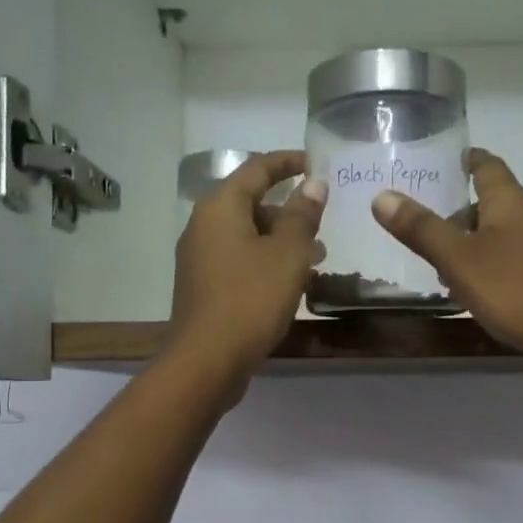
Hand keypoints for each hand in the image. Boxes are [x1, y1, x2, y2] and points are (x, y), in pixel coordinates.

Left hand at [169, 150, 326, 390]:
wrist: (207, 360)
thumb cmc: (250, 299)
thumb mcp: (287, 254)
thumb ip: (302, 215)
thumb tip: (313, 184)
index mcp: (220, 207)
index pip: (257, 169)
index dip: (288, 162)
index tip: (316, 164)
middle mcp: (203, 226)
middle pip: (250, 203)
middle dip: (289, 210)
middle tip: (323, 223)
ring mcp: (200, 258)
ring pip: (247, 235)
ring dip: (281, 240)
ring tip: (317, 260)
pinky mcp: (203, 286)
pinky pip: (240, 260)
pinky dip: (266, 262)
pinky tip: (291, 284)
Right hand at [372, 148, 522, 383]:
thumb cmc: (516, 289)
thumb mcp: (459, 259)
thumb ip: (422, 229)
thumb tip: (382, 196)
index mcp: (509, 202)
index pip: (486, 165)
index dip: (464, 160)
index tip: (438, 161)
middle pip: (489, 202)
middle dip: (456, 210)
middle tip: (418, 220)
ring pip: (496, 236)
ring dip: (467, 244)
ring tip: (433, 261)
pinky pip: (507, 263)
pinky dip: (483, 268)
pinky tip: (467, 291)